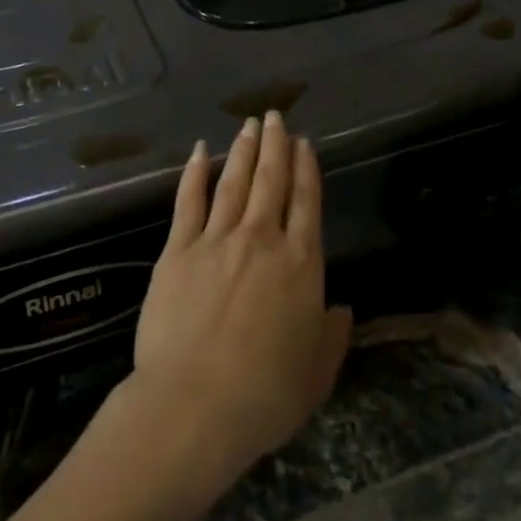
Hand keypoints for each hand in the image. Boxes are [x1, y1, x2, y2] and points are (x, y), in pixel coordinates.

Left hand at [123, 112, 351, 494]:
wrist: (194, 405)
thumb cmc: (264, 396)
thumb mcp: (316, 374)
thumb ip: (333, 335)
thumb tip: (342, 307)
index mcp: (300, 265)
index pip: (306, 203)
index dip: (306, 169)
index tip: (304, 143)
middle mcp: (261, 239)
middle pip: (271, 181)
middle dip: (275, 145)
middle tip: (275, 116)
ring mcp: (217, 239)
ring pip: (234, 182)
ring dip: (243, 150)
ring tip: (249, 125)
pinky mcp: (179, 248)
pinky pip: (189, 200)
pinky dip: (196, 172)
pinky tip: (201, 151)